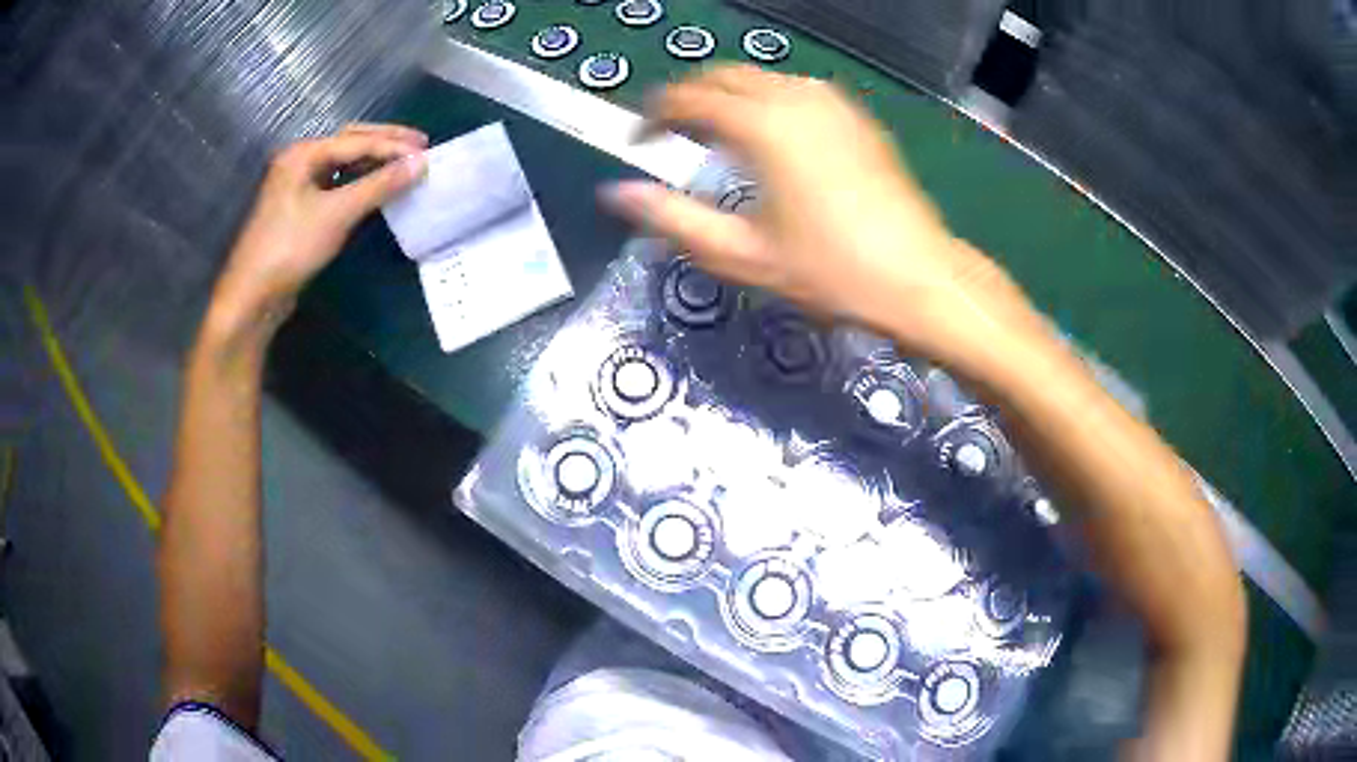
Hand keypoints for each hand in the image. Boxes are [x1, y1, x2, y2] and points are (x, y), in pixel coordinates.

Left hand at [206, 123, 428, 345]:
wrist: (253, 296)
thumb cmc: (290, 248)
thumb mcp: (337, 214)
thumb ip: (379, 185)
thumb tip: (420, 164)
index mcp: (304, 153)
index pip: (358, 140)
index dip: (394, 145)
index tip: (428, 151)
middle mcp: (300, 160)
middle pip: (350, 141)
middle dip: (385, 142)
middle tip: (421, 146)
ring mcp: (298, 183)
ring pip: (343, 162)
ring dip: (374, 160)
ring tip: (404, 163)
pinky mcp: (299, 207)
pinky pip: (336, 182)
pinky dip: (360, 180)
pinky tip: (376, 186)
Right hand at [602, 66, 1024, 363]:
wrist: (917, 276)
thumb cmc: (829, 271)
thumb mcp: (742, 254)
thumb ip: (672, 219)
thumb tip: (617, 194)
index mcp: (762, 126)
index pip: (688, 98)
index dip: (653, 115)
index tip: (639, 140)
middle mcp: (794, 99)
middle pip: (723, 75)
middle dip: (688, 97)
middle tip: (670, 133)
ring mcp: (831, 103)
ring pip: (761, 78)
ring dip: (727, 95)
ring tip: (712, 133)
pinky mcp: (855, 116)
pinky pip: (795, 90)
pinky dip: (766, 100)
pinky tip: (767, 135)